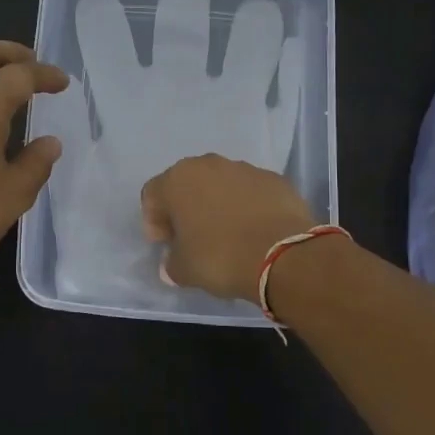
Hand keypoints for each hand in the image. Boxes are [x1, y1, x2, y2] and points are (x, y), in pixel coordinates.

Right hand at [139, 154, 316, 301]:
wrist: (282, 255)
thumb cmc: (219, 257)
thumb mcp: (182, 270)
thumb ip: (171, 262)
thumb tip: (174, 262)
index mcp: (177, 180)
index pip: (152, 195)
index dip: (154, 221)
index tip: (166, 244)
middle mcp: (208, 165)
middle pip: (187, 184)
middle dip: (186, 208)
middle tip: (193, 237)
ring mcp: (244, 169)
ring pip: (221, 185)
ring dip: (218, 205)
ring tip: (228, 235)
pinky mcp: (274, 179)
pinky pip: (251, 192)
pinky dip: (248, 207)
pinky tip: (254, 231)